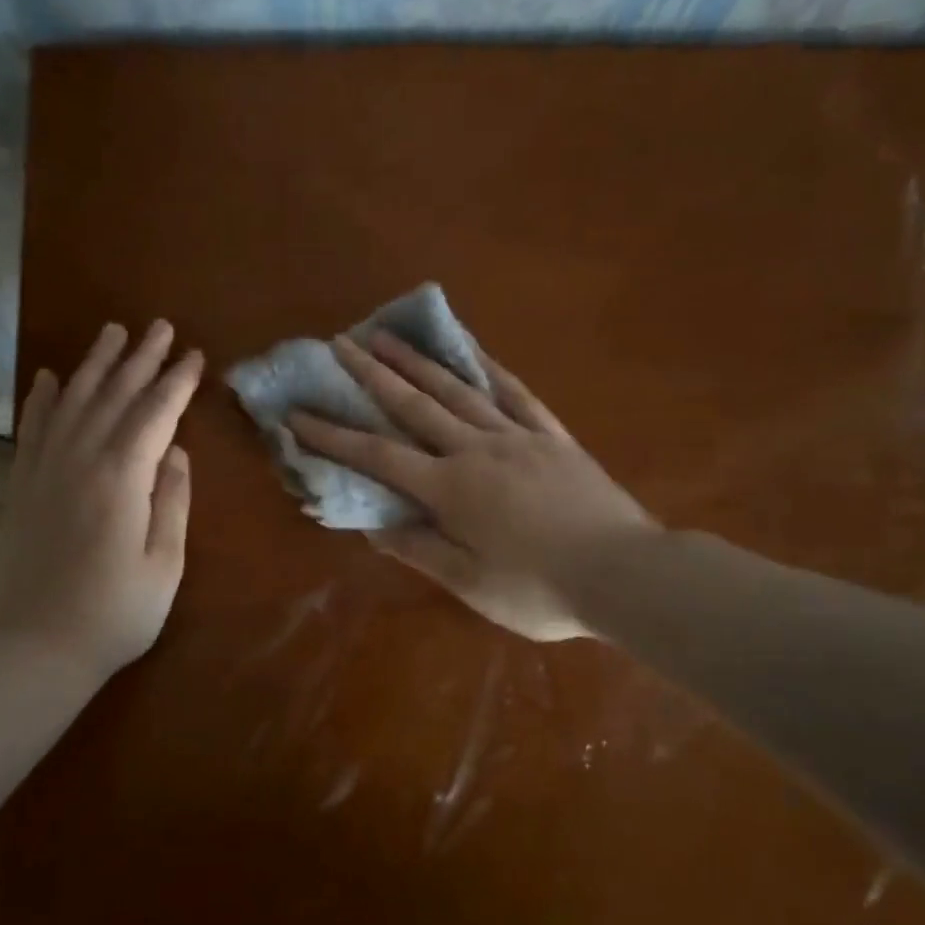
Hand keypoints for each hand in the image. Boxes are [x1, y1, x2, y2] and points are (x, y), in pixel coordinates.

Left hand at [0, 320, 203, 679]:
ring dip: (95, 365)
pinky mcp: (20, 486)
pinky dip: (42, 399)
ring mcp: (43, 470)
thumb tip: (176, 452)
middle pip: (114, 397)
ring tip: (112, 332)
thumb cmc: (114, 614)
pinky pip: (32, 429)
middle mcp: (79, 460)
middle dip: (140, 359)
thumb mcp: (164, 564)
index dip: (176, 383)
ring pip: (73, 402)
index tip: (194, 355)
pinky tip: (51, 377)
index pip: (155, 415)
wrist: (32, 650)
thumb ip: (173, 502)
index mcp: (122, 479)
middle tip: (160, 327)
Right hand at [289, 332, 652, 641]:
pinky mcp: (552, 436)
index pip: (378, 456)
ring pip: (458, 389)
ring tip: (387, 334)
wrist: (625, 573)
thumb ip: (419, 549)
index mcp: (450, 489)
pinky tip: (472, 351)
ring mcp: (517, 436)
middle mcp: (476, 450)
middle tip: (339, 344)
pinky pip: (515, 393)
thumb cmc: (540, 589)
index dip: (334, 436)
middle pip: (414, 405)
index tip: (298, 415)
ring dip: (418, 361)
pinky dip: (488, 368)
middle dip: (371, 375)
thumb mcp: (469, 583)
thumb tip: (371, 526)